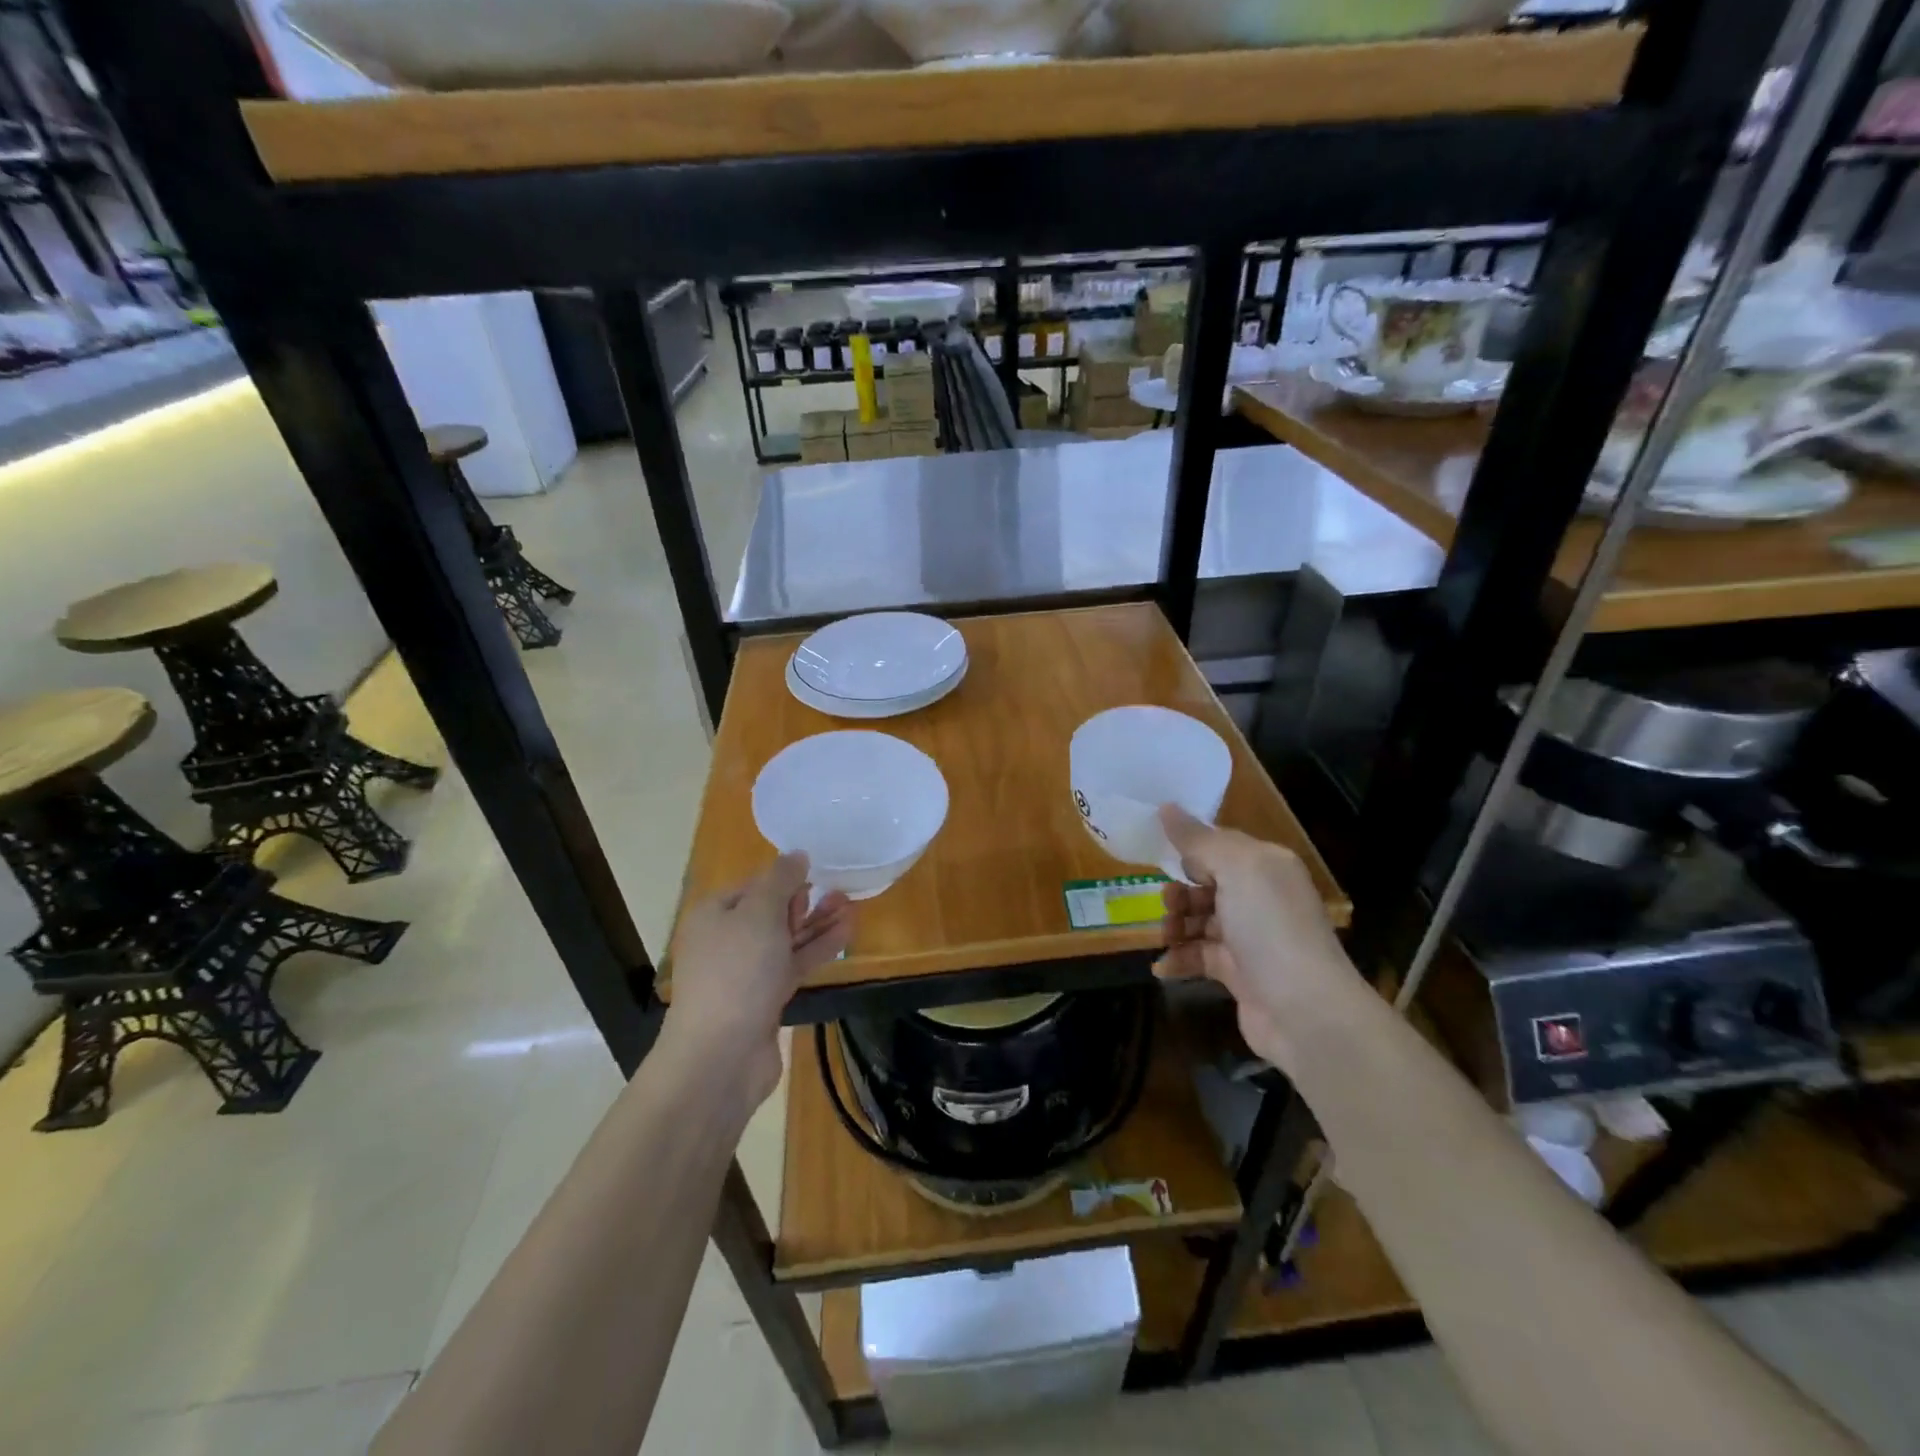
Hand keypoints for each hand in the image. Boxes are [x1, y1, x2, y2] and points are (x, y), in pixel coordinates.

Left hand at [665, 854, 852, 1110]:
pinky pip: (794, 963)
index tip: (817, 873)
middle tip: (841, 890)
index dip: (784, 878)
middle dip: (805, 900)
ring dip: (817, 923)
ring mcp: (746, 971)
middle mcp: (726, 940)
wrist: (721, 1055)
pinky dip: (818, 948)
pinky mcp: (765, 998)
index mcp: (713, 914)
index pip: (753, 885)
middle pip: (771, 911)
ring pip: (786, 939)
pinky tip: (847, 932)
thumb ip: (781, 880)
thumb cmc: (737, 971)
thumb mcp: (760, 913)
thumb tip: (796, 854)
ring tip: (851, 905)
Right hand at [1156, 805, 1353, 1065]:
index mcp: (1267, 866)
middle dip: (1180, 892)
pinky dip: (1178, 960)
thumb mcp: (1236, 869)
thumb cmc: (1270, 927)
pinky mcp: (1239, 974)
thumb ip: (1199, 840)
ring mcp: (1251, 938)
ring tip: (1165, 937)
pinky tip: (1162, 967)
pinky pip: (1199, 957)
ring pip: (1199, 920)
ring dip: (1176, 925)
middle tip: (1166, 904)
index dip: (1190, 850)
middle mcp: (1261, 897)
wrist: (1305, 1011)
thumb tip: (1166, 807)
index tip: (1159, 856)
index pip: (1220, 846)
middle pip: (1206, 884)